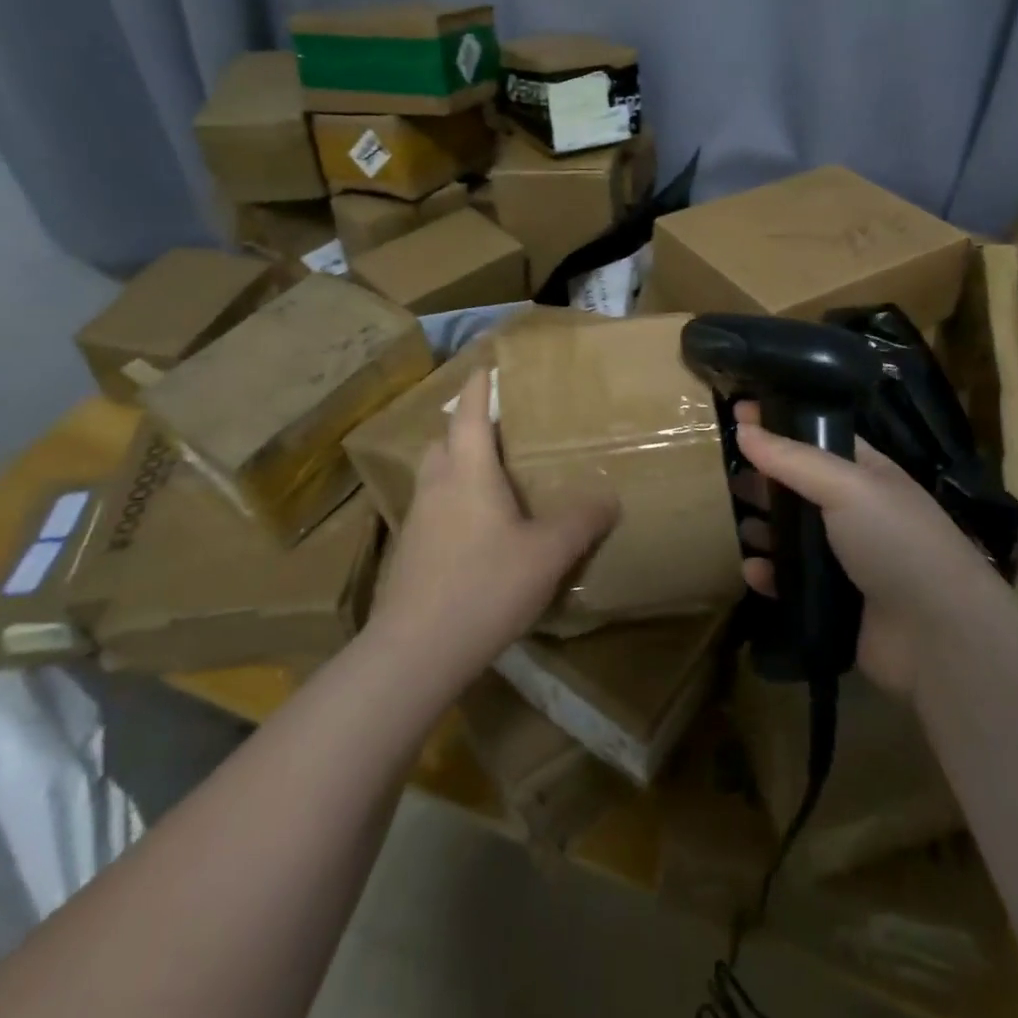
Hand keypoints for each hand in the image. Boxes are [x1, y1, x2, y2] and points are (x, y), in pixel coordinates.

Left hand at [367, 369, 618, 691]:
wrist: (415, 652)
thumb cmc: (485, 586)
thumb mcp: (547, 553)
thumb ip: (580, 521)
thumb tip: (609, 497)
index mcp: (468, 473)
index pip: (469, 415)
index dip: (478, 388)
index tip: (484, 366)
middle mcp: (436, 487)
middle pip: (443, 442)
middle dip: (463, 428)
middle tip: (494, 432)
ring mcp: (416, 522)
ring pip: (433, 477)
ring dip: (454, 466)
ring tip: (486, 480)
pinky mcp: (408, 554)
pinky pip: (430, 511)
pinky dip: (449, 504)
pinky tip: (472, 533)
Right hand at [733, 402, 1004, 697]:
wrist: (939, 637)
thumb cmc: (897, 542)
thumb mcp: (847, 486)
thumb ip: (792, 458)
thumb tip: (743, 426)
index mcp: (867, 474)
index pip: (816, 437)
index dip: (779, 423)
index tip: (738, 411)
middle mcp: (856, 512)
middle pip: (799, 487)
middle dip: (765, 479)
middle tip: (729, 475)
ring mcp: (846, 559)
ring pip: (792, 535)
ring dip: (764, 528)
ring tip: (739, 523)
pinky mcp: (834, 602)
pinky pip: (791, 582)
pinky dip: (771, 575)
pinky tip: (753, 571)